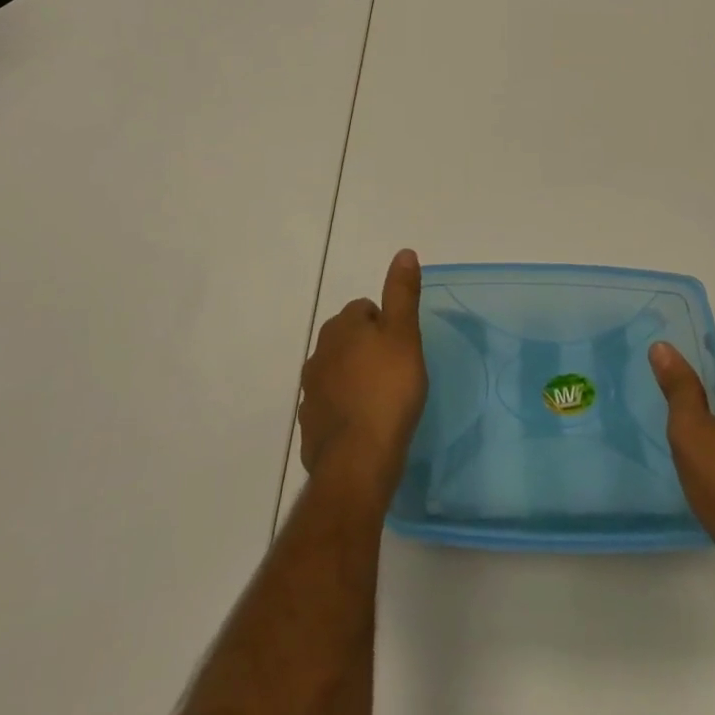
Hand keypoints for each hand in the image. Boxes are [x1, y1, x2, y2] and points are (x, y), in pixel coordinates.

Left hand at [299, 250, 427, 500]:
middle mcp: (319, 353)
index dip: (386, 326)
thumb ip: (402, 293)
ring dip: (355, 380)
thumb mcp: (405, 335)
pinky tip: (365, 428)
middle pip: (348, 340)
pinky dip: (345, 411)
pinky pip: (331, 408)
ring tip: (382, 401)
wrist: (357, 461)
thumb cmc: (388, 391)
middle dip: (368, 350)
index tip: (403, 348)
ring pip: (338, 373)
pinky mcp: (309, 426)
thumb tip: (404, 252)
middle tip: (396, 372)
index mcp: (341, 327)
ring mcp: (310, 391)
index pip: (364, 309)